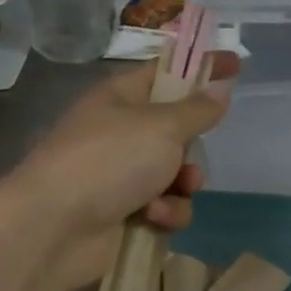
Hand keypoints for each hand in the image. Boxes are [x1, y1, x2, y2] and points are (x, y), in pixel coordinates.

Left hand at [2, 52, 239, 290]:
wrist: (54, 227)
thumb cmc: (108, 160)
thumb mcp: (161, 126)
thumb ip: (197, 110)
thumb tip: (219, 90)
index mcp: (121, 97)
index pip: (167, 72)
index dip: (199, 67)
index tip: (235, 63)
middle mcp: (120, 133)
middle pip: (175, 130)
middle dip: (191, 145)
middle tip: (193, 149)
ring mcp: (120, 175)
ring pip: (175, 174)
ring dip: (183, 184)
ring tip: (175, 190)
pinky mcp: (124, 213)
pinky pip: (165, 207)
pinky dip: (166, 213)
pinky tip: (154, 218)